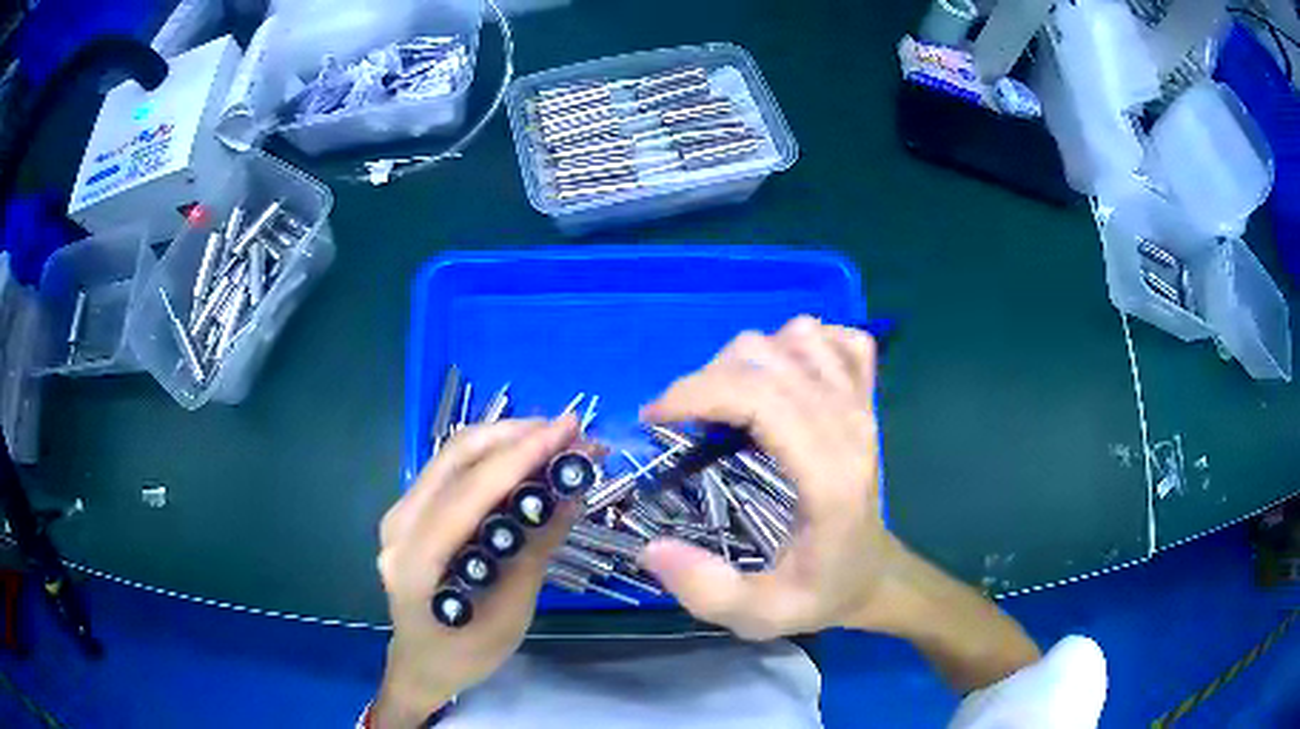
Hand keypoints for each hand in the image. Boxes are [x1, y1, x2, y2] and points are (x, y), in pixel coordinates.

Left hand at [373, 417, 578, 726]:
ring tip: (555, 441)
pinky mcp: (409, 511)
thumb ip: (535, 549)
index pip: (469, 493)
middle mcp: (399, 524)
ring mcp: (399, 514)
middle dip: (516, 434)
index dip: (520, 455)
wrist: (422, 663)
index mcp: (417, 560)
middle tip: (569, 432)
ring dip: (506, 440)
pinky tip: (523, 460)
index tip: (569, 431)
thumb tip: (570, 494)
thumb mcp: (511, 613)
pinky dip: (492, 456)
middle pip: (456, 457)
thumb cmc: (466, 654)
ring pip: (452, 455)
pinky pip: (451, 469)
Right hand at [639, 316, 905, 638]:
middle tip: (682, 420)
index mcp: (829, 478)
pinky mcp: (866, 397)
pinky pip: (837, 340)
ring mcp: (863, 405)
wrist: (874, 574)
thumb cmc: (820, 591)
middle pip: (769, 358)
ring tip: (728, 401)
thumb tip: (651, 548)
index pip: (762, 397)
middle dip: (707, 379)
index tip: (654, 419)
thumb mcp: (760, 615)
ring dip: (749, 359)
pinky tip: (783, 377)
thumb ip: (707, 591)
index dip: (698, 393)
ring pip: (798, 337)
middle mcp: (850, 428)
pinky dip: (802, 344)